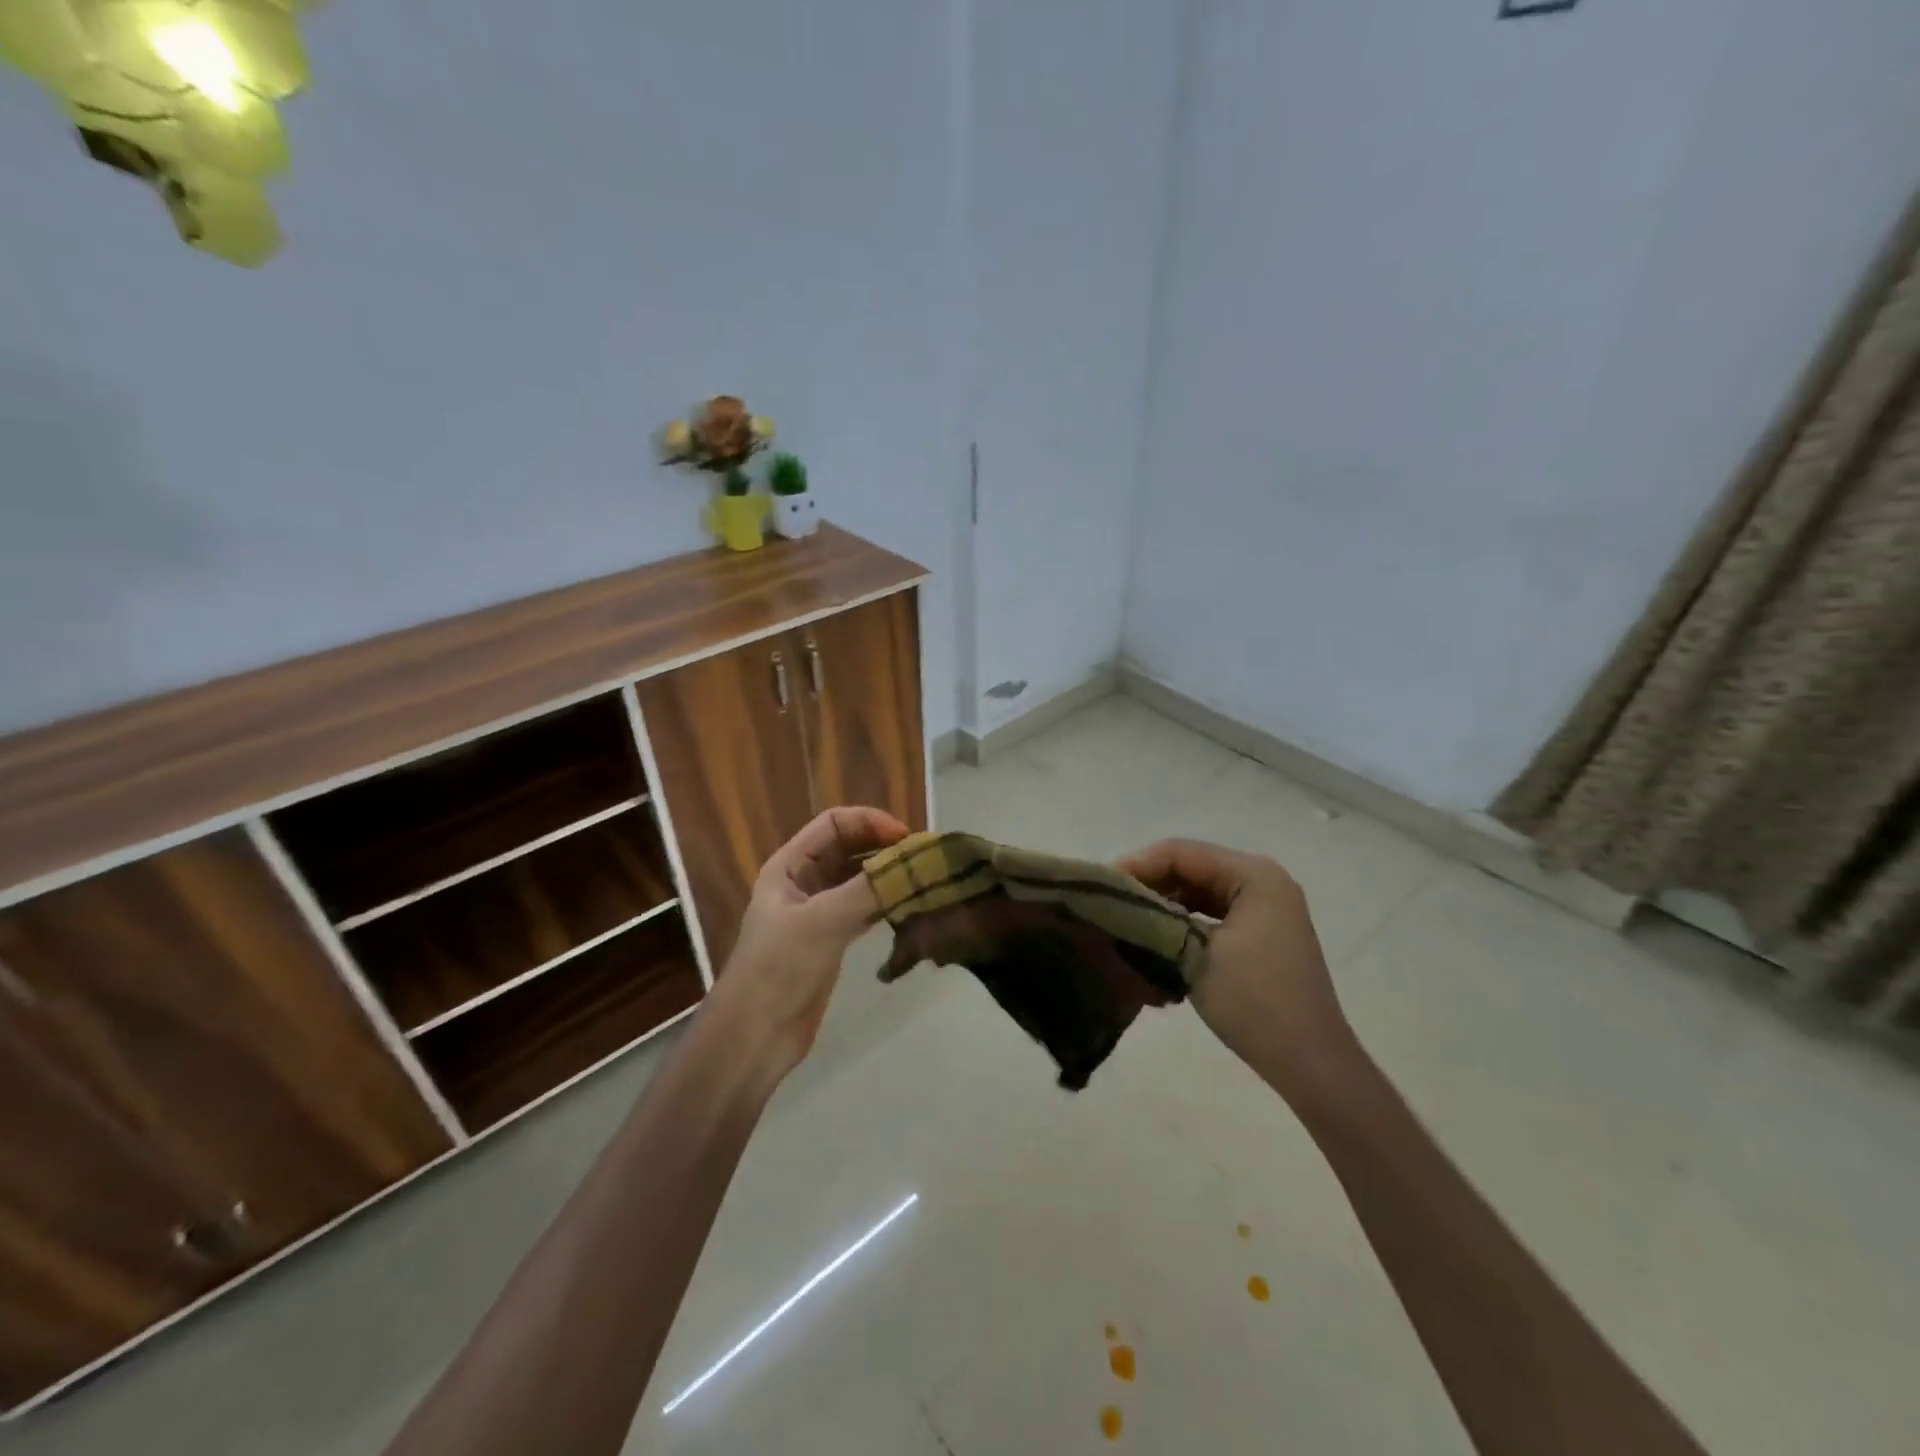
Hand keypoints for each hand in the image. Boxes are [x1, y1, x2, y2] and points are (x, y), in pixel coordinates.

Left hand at [713, 806, 911, 1072]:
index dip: (869, 822)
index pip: (833, 824)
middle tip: (923, 858)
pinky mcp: (831, 940)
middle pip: (849, 849)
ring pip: (858, 880)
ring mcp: (818, 912)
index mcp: (789, 866)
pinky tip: (911, 905)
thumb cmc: (779, 968)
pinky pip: (864, 909)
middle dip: (883, 848)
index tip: (906, 837)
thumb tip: (915, 863)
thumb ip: (868, 889)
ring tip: (924, 878)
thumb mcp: (823, 921)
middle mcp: (803, 882)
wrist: (755, 1035)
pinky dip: (886, 903)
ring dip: (887, 876)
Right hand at [1119, 839, 1361, 1107]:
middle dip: (1149, 884)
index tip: (1102, 886)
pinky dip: (1183, 921)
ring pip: (1199, 891)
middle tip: (1110, 903)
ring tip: (1126, 919)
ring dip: (1164, 903)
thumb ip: (1154, 918)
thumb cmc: (1254, 1001)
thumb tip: (1116, 902)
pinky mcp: (1261, 933)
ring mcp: (1265, 908)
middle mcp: (1263, 881)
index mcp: (1254, 875)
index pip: (1182, 853)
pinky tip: (1156, 937)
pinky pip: (1212, 913)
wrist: (1308, 1062)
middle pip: (1191, 868)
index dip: (1138, 864)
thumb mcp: (1194, 954)